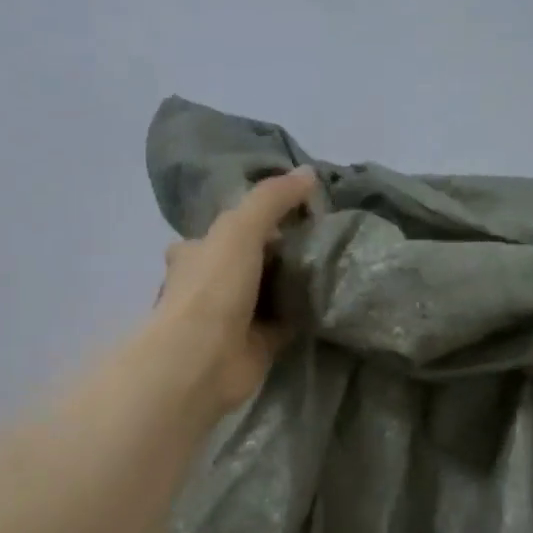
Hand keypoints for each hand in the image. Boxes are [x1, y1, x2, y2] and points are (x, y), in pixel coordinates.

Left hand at [151, 168, 318, 415]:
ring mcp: (233, 317)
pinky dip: (305, 313)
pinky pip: (286, 322)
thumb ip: (272, 200)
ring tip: (335, 263)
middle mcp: (211, 283)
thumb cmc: (213, 287)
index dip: (258, 217)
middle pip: (251, 260)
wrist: (202, 359)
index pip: (228, 228)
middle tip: (324, 238)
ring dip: (294, 283)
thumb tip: (309, 173)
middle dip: (281, 252)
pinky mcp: (256, 345)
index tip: (298, 209)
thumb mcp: (241, 228)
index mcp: (197, 252)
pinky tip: (332, 299)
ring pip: (269, 292)